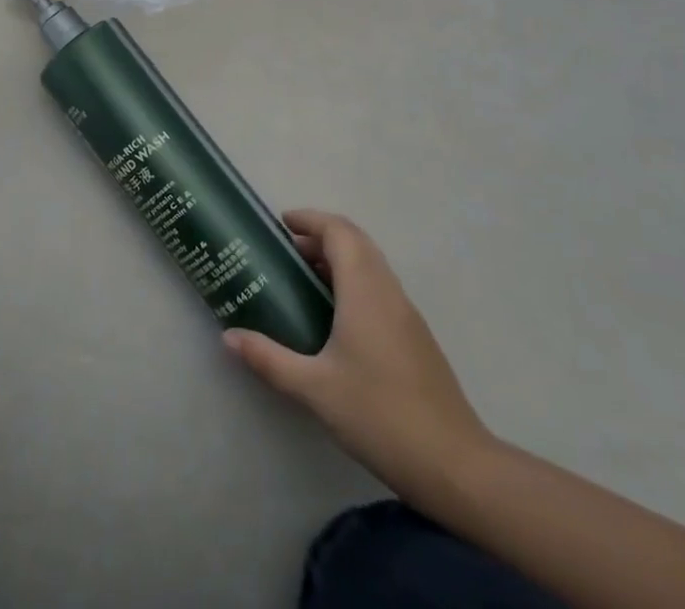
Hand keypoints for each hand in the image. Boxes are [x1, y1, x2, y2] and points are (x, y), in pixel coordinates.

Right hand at [225, 209, 495, 509]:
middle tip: (287, 252)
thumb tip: (229, 337)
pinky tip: (335, 318)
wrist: (455, 466)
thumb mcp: (314, 388)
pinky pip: (380, 288)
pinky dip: (354, 282)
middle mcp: (388, 290)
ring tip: (304, 281)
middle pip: (356, 241)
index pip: (339, 231)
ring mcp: (407, 313)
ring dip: (339, 259)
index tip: (281, 223)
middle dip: (321, 237)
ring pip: (371, 264)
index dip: (310, 219)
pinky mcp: (416, 336)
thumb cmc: (379, 415)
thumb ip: (269, 358)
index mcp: (364, 289)